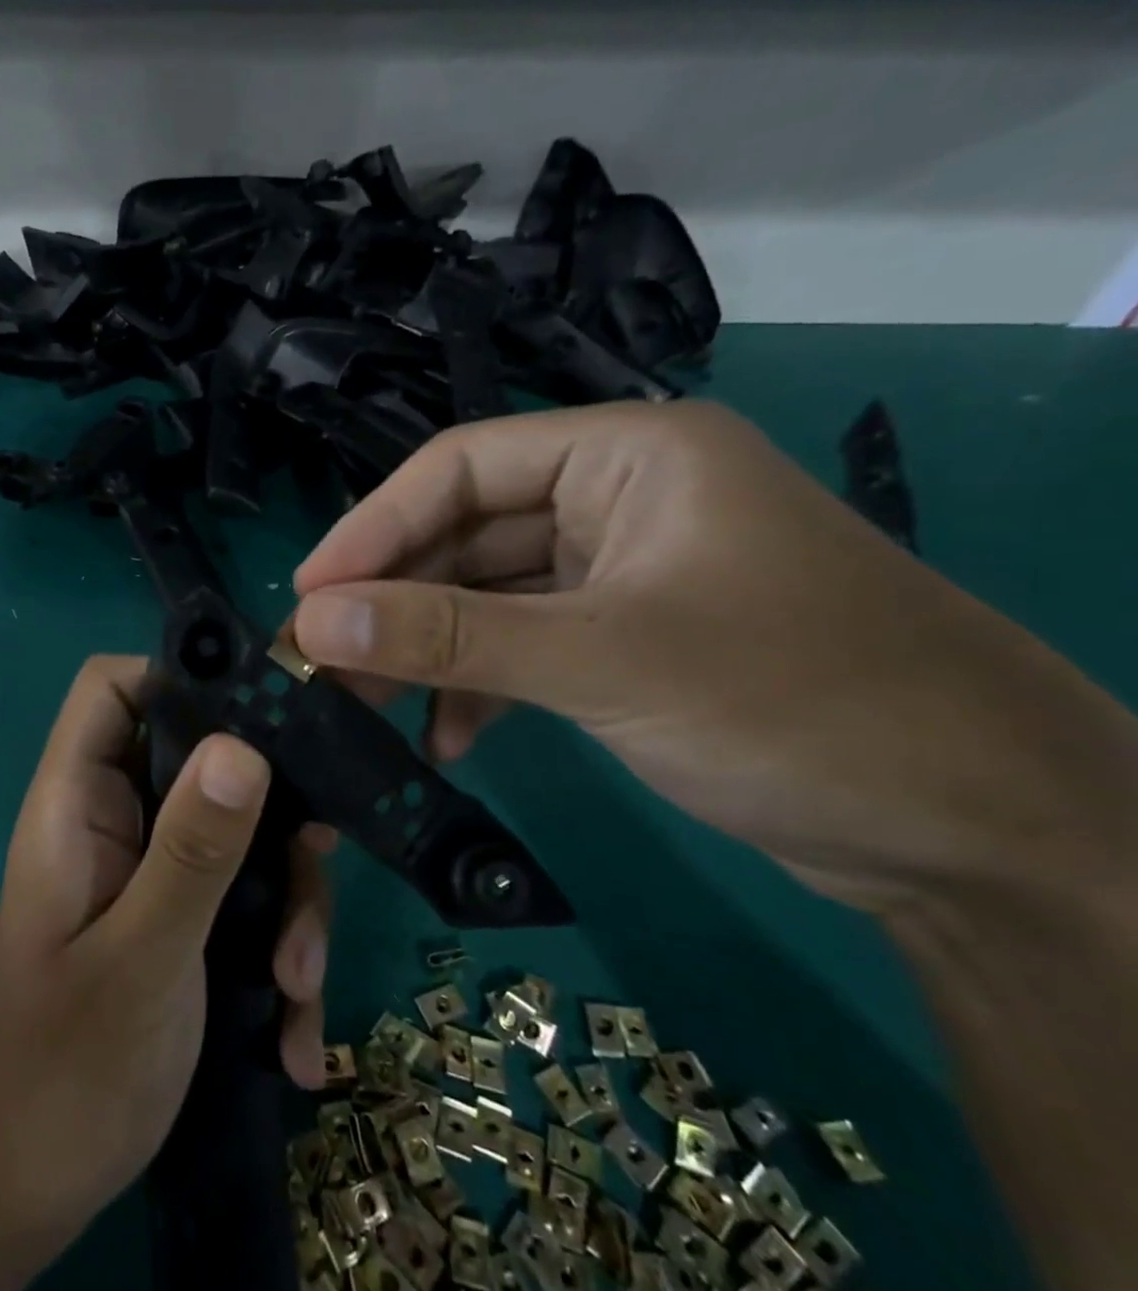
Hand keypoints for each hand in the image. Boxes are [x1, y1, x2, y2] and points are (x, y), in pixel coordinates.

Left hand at [0, 657, 331, 1275]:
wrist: (14, 1202)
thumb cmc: (58, 1078)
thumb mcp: (140, 962)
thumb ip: (191, 854)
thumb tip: (244, 746)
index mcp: (79, 805)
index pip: (113, 688)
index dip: (181, 677)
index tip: (265, 716)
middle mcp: (117, 824)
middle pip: (206, 762)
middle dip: (271, 820)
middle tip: (310, 879)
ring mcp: (151, 876)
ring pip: (241, 839)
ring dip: (286, 907)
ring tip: (296, 990)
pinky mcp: (179, 925)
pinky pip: (244, 905)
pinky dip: (277, 959)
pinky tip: (292, 1038)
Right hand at [291, 401, 1137, 914]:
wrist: (983, 834)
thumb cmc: (797, 704)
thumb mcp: (601, 660)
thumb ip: (448, 637)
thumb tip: (312, 621)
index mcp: (626, 456)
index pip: (460, 467)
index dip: (372, 528)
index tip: (307, 596)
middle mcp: (619, 499)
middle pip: (466, 534)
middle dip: (393, 600)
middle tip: (319, 659)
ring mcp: (622, 573)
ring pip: (487, 596)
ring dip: (428, 650)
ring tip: (364, 705)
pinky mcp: (628, 639)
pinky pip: (522, 646)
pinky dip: (478, 687)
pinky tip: (446, 738)